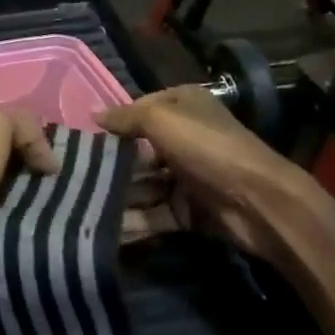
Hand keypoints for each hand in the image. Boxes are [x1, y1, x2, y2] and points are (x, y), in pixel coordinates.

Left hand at [0, 107, 57, 297]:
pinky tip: (52, 221)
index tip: (56, 151)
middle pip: (14, 155)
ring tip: (67, 202)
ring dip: (40, 196)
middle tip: (65, 180)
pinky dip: (32, 219)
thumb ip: (26, 126)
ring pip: (19, 187)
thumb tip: (50, 162)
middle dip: (39, 166)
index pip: (5, 121)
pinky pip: (16, 216)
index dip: (31, 132)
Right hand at [98, 86, 311, 261]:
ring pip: (145, 183)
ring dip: (119, 195)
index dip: (114, 123)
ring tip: (82, 205)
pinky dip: (135, 221)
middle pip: (139, 149)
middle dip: (111, 164)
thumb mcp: (161, 120)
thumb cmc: (207, 148)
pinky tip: (106, 228)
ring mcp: (188, 176)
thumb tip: (93, 114)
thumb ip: (125, 117)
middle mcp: (185, 137)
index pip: (138, 110)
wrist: (260, 202)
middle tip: (74, 177)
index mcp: (182, 105)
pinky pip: (156, 214)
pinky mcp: (190, 210)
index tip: (83, 139)